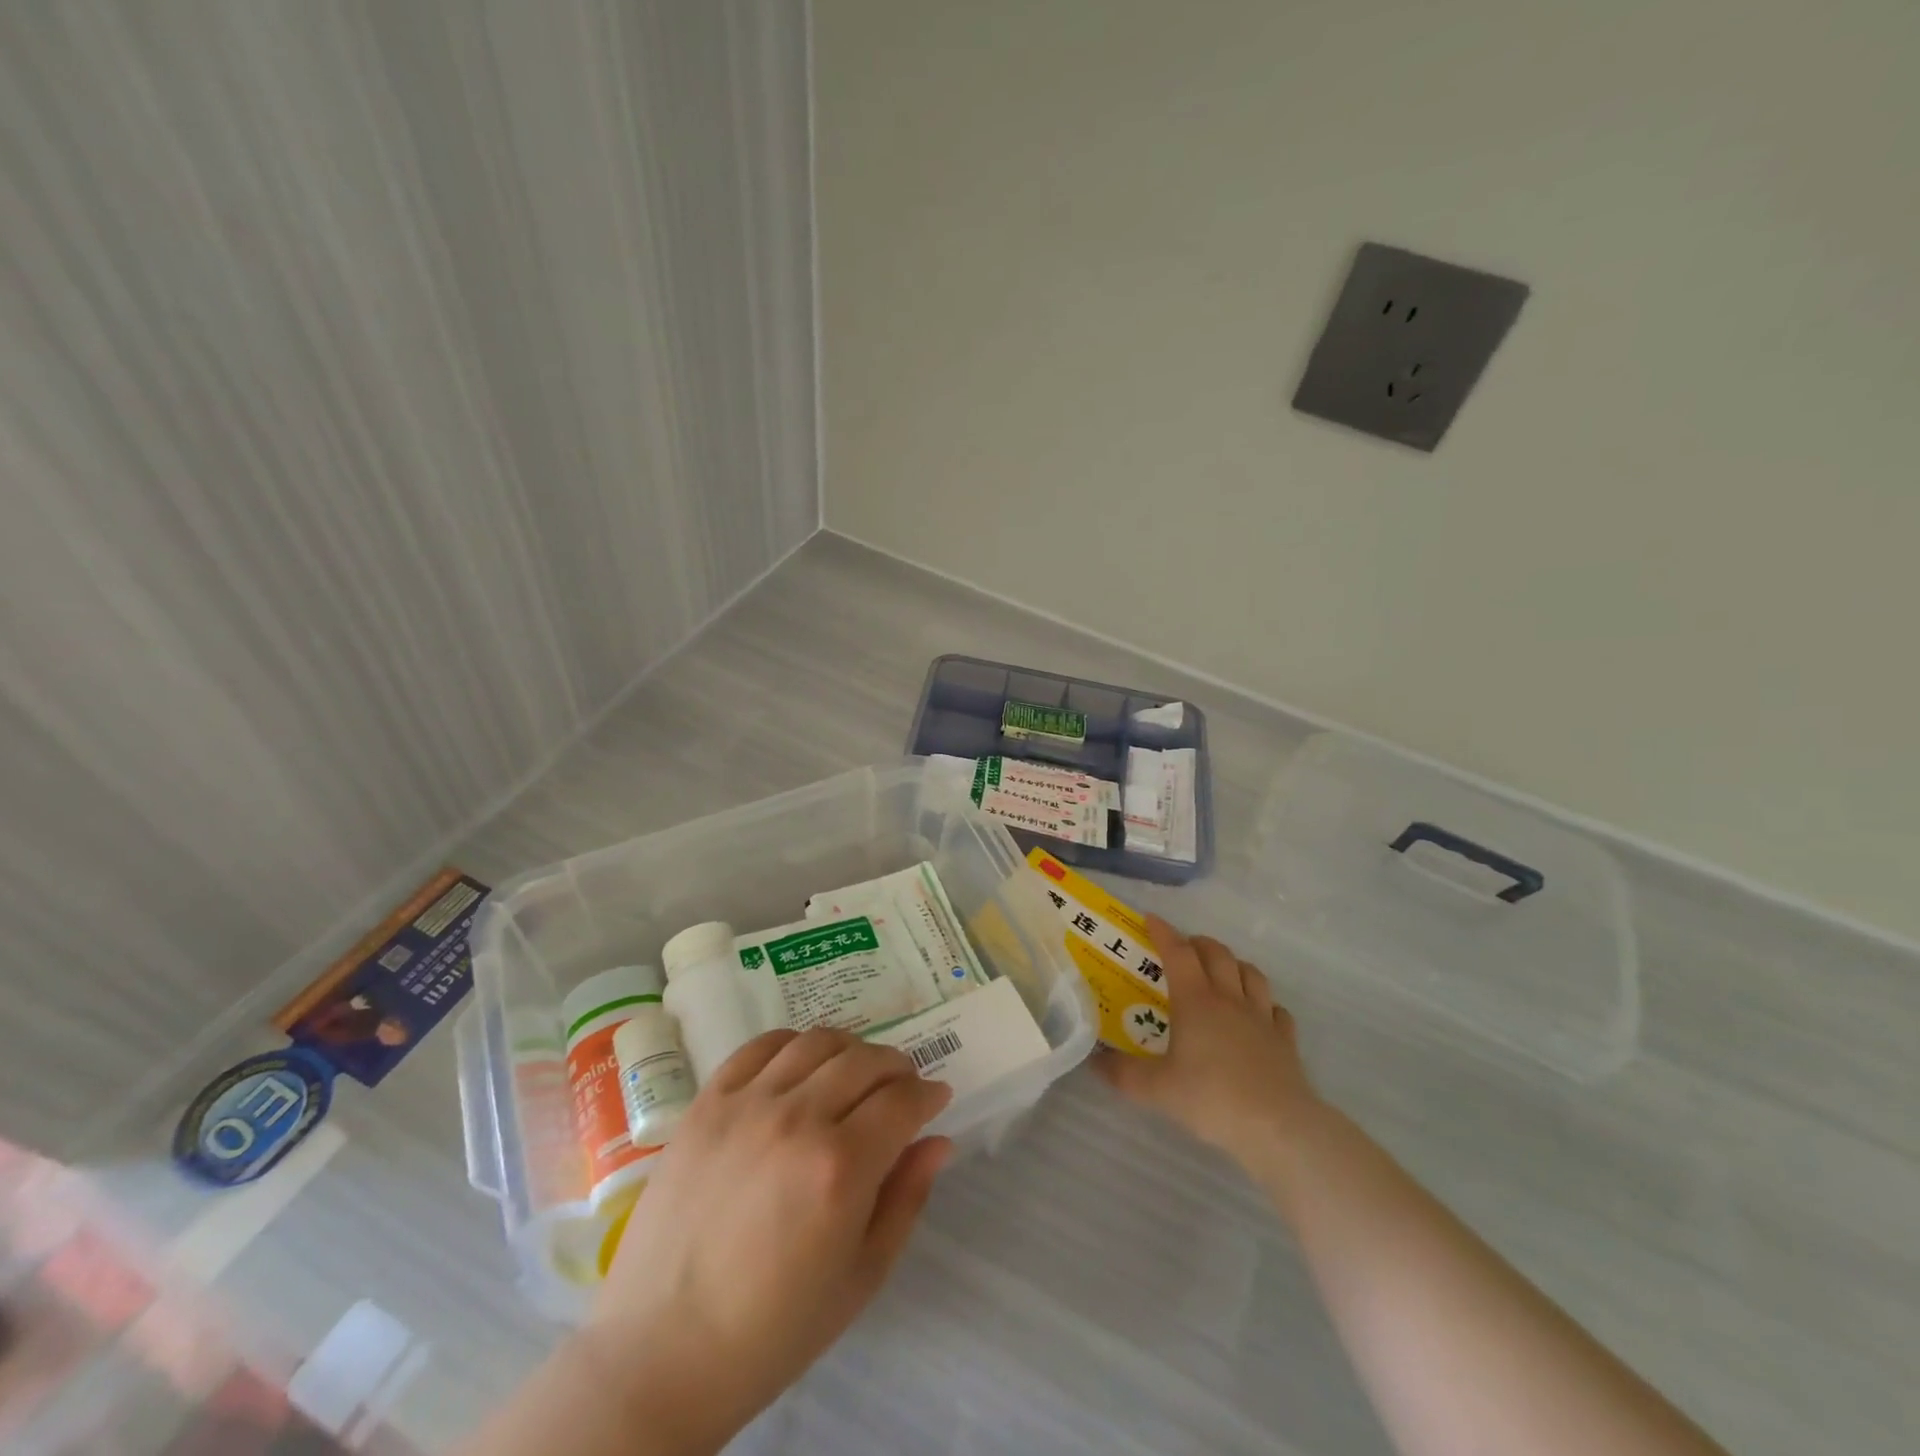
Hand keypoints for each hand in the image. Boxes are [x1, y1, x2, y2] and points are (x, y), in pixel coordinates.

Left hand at [583, 1028, 952, 1453]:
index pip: (902, 1100)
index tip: (935, 1099)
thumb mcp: (861, 1276)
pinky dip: (793, 1044)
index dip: (928, 1094)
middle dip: (897, 1068)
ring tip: (854, 1075)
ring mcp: (747, 1104)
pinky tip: (800, 1067)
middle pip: (865, 1060)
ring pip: (817, 1042)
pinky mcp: (707, 1102)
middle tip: (901, 1088)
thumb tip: (938, 1140)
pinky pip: (760, 1047)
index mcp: (841, 1167)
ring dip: (850, 1050)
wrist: (662, 1351)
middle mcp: (798, 1118)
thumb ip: (906, 1198)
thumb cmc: (773, 1329)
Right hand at [1096, 915, 1323, 1169]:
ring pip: (1251, 973)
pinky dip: (1264, 1003)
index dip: (1163, 932)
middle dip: (1198, 943)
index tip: (1150, 918)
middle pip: (1217, 954)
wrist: (1278, 1127)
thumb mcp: (1155, 1089)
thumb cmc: (1211, 1098)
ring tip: (1221, 971)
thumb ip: (1121, 1073)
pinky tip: (1258, 1014)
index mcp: (1195, 1001)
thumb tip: (1093, 1062)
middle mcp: (1229, 999)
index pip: (1177, 952)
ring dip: (1234, 964)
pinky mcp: (1285, 1041)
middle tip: (1183, 948)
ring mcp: (1262, 1018)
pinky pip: (1276, 1010)